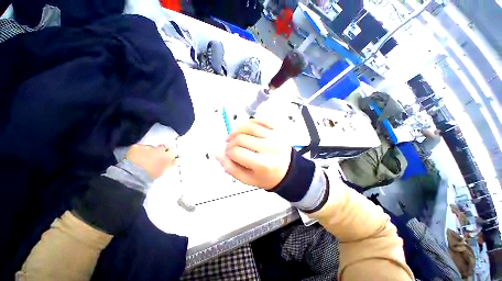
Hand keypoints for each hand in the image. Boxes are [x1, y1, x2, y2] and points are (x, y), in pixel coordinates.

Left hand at [126, 144, 176, 179]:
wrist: (133, 175)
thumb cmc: (151, 175)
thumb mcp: (163, 171)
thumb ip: (171, 164)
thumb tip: (176, 160)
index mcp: (167, 156)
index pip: (172, 152)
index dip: (170, 155)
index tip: (167, 159)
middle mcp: (160, 149)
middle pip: (163, 147)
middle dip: (161, 150)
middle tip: (156, 157)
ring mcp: (148, 147)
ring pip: (151, 147)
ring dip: (150, 151)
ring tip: (144, 158)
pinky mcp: (136, 146)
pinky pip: (139, 147)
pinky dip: (139, 151)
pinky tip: (135, 157)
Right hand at [215, 119, 290, 189]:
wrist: (287, 171)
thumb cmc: (267, 177)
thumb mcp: (247, 179)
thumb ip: (229, 166)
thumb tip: (215, 151)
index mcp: (263, 164)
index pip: (236, 152)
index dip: (227, 152)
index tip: (228, 153)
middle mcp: (270, 148)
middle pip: (241, 138)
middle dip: (231, 141)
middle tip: (231, 145)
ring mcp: (275, 136)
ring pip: (248, 126)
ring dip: (237, 130)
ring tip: (236, 136)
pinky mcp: (278, 129)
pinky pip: (260, 120)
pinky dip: (250, 122)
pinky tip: (247, 129)